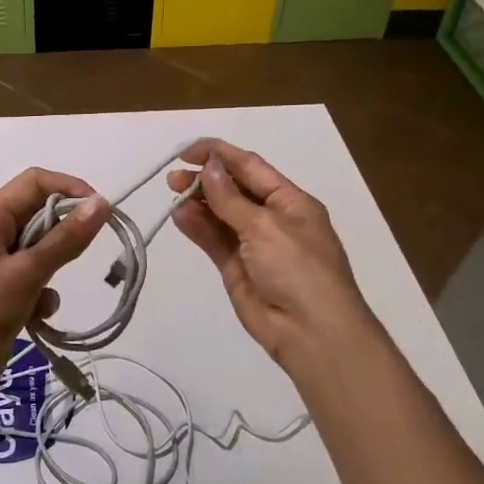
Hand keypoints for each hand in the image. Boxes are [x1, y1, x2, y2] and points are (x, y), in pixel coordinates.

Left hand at [0, 168, 108, 414]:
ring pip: (41, 250)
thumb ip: (65, 240)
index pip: (35, 182)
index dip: (70, 188)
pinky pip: (36, 279)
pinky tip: (36, 318)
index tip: (102, 210)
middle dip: (63, 235)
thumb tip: (101, 203)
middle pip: (39, 215)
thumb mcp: (26, 274)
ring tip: (43, 294)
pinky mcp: (3, 291)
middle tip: (83, 255)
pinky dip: (42, 295)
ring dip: (53, 270)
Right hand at [166, 140, 368, 379]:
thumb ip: (230, 198)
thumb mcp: (265, 227)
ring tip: (172, 196)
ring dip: (197, 203)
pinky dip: (197, 227)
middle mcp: (272, 218)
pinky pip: (213, 240)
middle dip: (204, 179)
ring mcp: (253, 244)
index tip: (187, 151)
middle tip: (173, 180)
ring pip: (219, 215)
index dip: (220, 154)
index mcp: (291, 201)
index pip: (251, 167)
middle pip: (233, 189)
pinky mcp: (236, 268)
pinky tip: (179, 217)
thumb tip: (209, 167)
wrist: (311, 332)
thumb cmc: (298, 269)